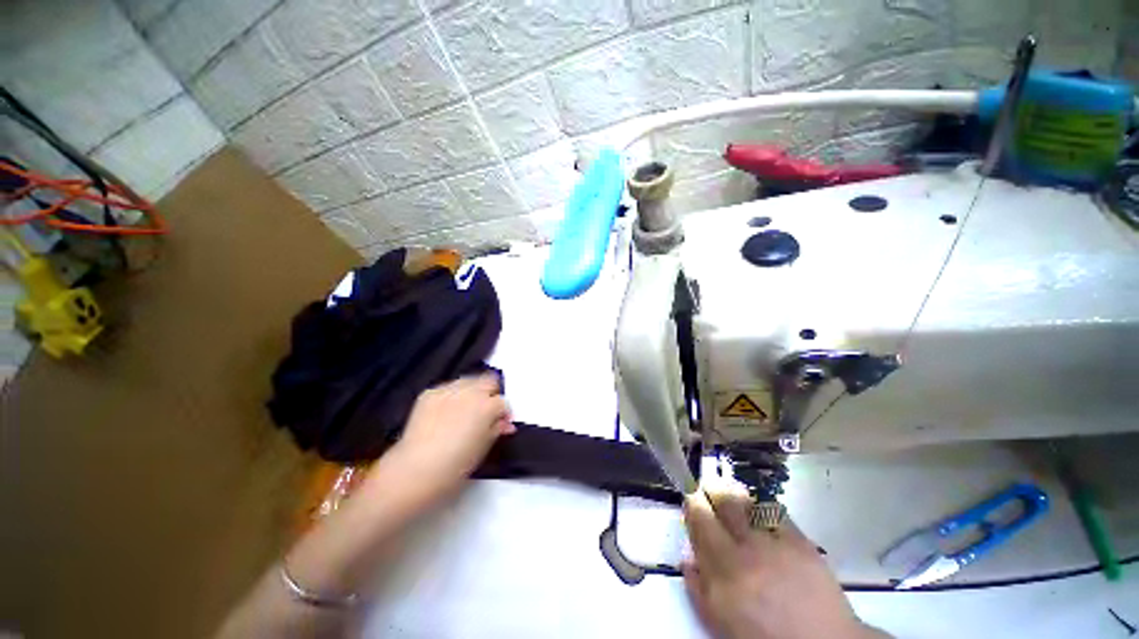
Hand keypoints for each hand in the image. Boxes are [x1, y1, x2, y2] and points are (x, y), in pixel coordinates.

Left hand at [381, 374, 513, 506]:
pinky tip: (446, 413)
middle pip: (489, 381)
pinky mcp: (430, 393)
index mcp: (487, 406)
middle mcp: (470, 392)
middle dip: (491, 394)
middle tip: (486, 412)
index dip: (503, 414)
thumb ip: (497, 430)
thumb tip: (505, 424)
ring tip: (465, 410)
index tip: (500, 423)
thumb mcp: (483, 449)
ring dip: (472, 391)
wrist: (416, 469)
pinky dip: (451, 396)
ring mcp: (448, 390)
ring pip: (468, 381)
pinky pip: (447, 388)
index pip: (503, 402)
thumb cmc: (455, 465)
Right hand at [682, 482, 886, 638]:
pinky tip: (760, 511)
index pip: (699, 520)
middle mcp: (744, 551)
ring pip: (745, 502)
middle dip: (710, 490)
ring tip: (731, 493)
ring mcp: (773, 544)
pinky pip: (774, 510)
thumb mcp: (720, 621)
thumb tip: (686, 558)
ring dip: (733, 494)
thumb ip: (699, 589)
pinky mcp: (800, 541)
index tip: (692, 501)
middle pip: (721, 503)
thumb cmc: (763, 636)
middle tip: (709, 490)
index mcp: (721, 572)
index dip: (692, 505)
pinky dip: (762, 507)